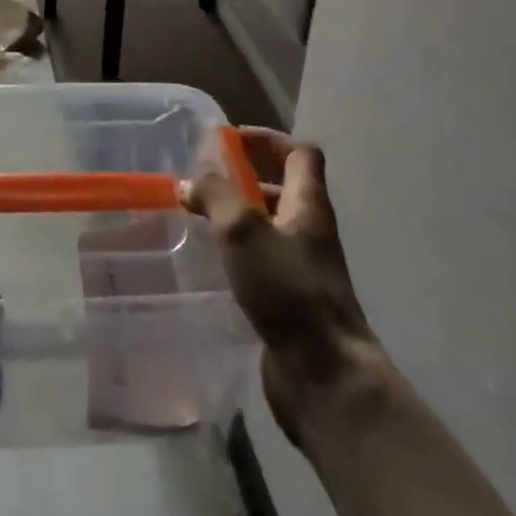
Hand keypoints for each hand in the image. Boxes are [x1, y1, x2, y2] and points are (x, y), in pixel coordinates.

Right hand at [188, 128, 386, 447]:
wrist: (325, 375)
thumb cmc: (288, 289)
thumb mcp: (244, 230)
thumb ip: (215, 197)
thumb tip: (190, 181)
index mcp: (309, 204)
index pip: (300, 153)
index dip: (268, 139)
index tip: (230, 141)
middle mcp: (310, 231)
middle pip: (284, 188)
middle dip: (246, 178)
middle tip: (205, 180)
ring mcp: (303, 269)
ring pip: (270, 227)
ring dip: (239, 217)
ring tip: (200, 218)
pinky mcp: (290, 301)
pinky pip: (263, 262)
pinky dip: (238, 253)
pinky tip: (211, 262)